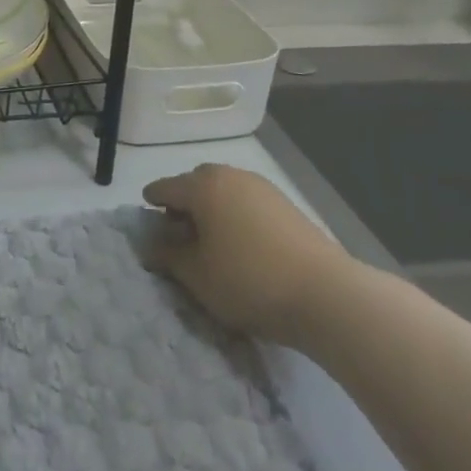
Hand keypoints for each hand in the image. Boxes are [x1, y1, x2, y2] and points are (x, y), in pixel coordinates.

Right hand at [144, 164, 354, 347]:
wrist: (325, 294)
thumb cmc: (248, 281)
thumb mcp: (197, 276)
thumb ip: (168, 255)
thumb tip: (151, 243)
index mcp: (203, 187)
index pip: (165, 188)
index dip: (151, 202)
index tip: (146, 217)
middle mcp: (231, 176)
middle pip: (196, 182)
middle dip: (183, 201)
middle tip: (179, 231)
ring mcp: (262, 187)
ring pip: (224, 189)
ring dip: (212, 207)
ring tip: (212, 240)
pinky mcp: (286, 204)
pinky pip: (247, 201)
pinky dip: (236, 213)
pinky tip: (242, 242)